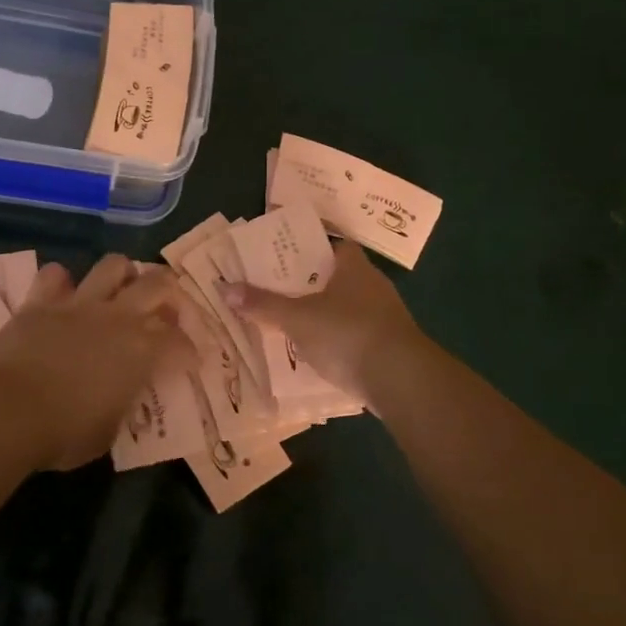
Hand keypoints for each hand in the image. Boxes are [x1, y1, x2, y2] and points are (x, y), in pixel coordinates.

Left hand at [0, 254, 195, 471]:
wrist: (4, 412)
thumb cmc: (62, 434)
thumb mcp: (107, 432)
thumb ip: (121, 404)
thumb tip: (119, 395)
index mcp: (142, 351)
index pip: (180, 343)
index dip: (189, 352)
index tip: (189, 362)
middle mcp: (118, 317)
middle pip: (158, 284)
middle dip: (169, 293)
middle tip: (165, 309)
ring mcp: (79, 304)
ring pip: (113, 265)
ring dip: (123, 274)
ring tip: (121, 290)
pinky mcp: (41, 301)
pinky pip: (55, 274)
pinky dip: (62, 282)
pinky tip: (63, 295)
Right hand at [221, 240, 420, 406]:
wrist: (401, 379)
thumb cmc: (347, 333)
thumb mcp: (297, 318)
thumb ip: (263, 304)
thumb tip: (224, 288)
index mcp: (354, 267)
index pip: (336, 245)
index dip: (313, 248)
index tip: (287, 256)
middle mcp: (374, 286)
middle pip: (340, 277)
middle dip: (313, 284)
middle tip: (280, 290)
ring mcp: (386, 318)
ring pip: (349, 308)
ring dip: (326, 315)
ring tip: (293, 324)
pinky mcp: (390, 348)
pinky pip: (358, 336)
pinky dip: (340, 342)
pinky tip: (319, 354)